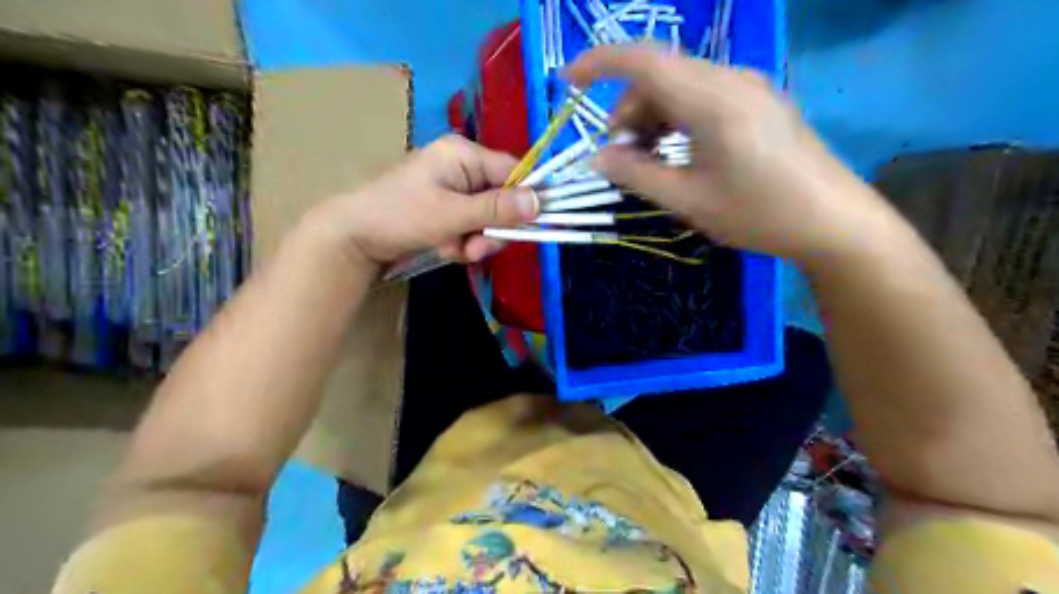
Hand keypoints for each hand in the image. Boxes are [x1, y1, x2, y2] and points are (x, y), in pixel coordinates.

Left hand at [310, 134, 532, 265]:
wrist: (354, 237)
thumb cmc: (401, 215)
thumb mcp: (453, 214)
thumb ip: (497, 209)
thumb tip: (541, 202)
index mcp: (464, 154)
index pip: (513, 171)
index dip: (526, 198)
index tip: (532, 226)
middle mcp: (463, 168)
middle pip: (502, 200)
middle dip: (491, 229)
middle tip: (474, 247)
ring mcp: (454, 191)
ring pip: (488, 219)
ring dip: (475, 240)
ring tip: (452, 249)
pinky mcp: (447, 210)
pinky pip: (471, 228)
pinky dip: (462, 243)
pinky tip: (444, 248)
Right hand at [563, 44, 891, 261]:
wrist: (834, 221)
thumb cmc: (759, 214)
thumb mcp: (689, 200)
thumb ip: (637, 175)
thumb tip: (599, 157)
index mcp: (712, 101)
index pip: (643, 61)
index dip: (599, 64)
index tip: (567, 81)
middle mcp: (730, 80)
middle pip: (660, 76)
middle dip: (628, 112)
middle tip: (621, 160)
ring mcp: (749, 88)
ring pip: (680, 87)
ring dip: (653, 119)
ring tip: (651, 163)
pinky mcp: (759, 102)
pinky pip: (703, 97)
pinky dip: (677, 120)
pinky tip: (679, 155)